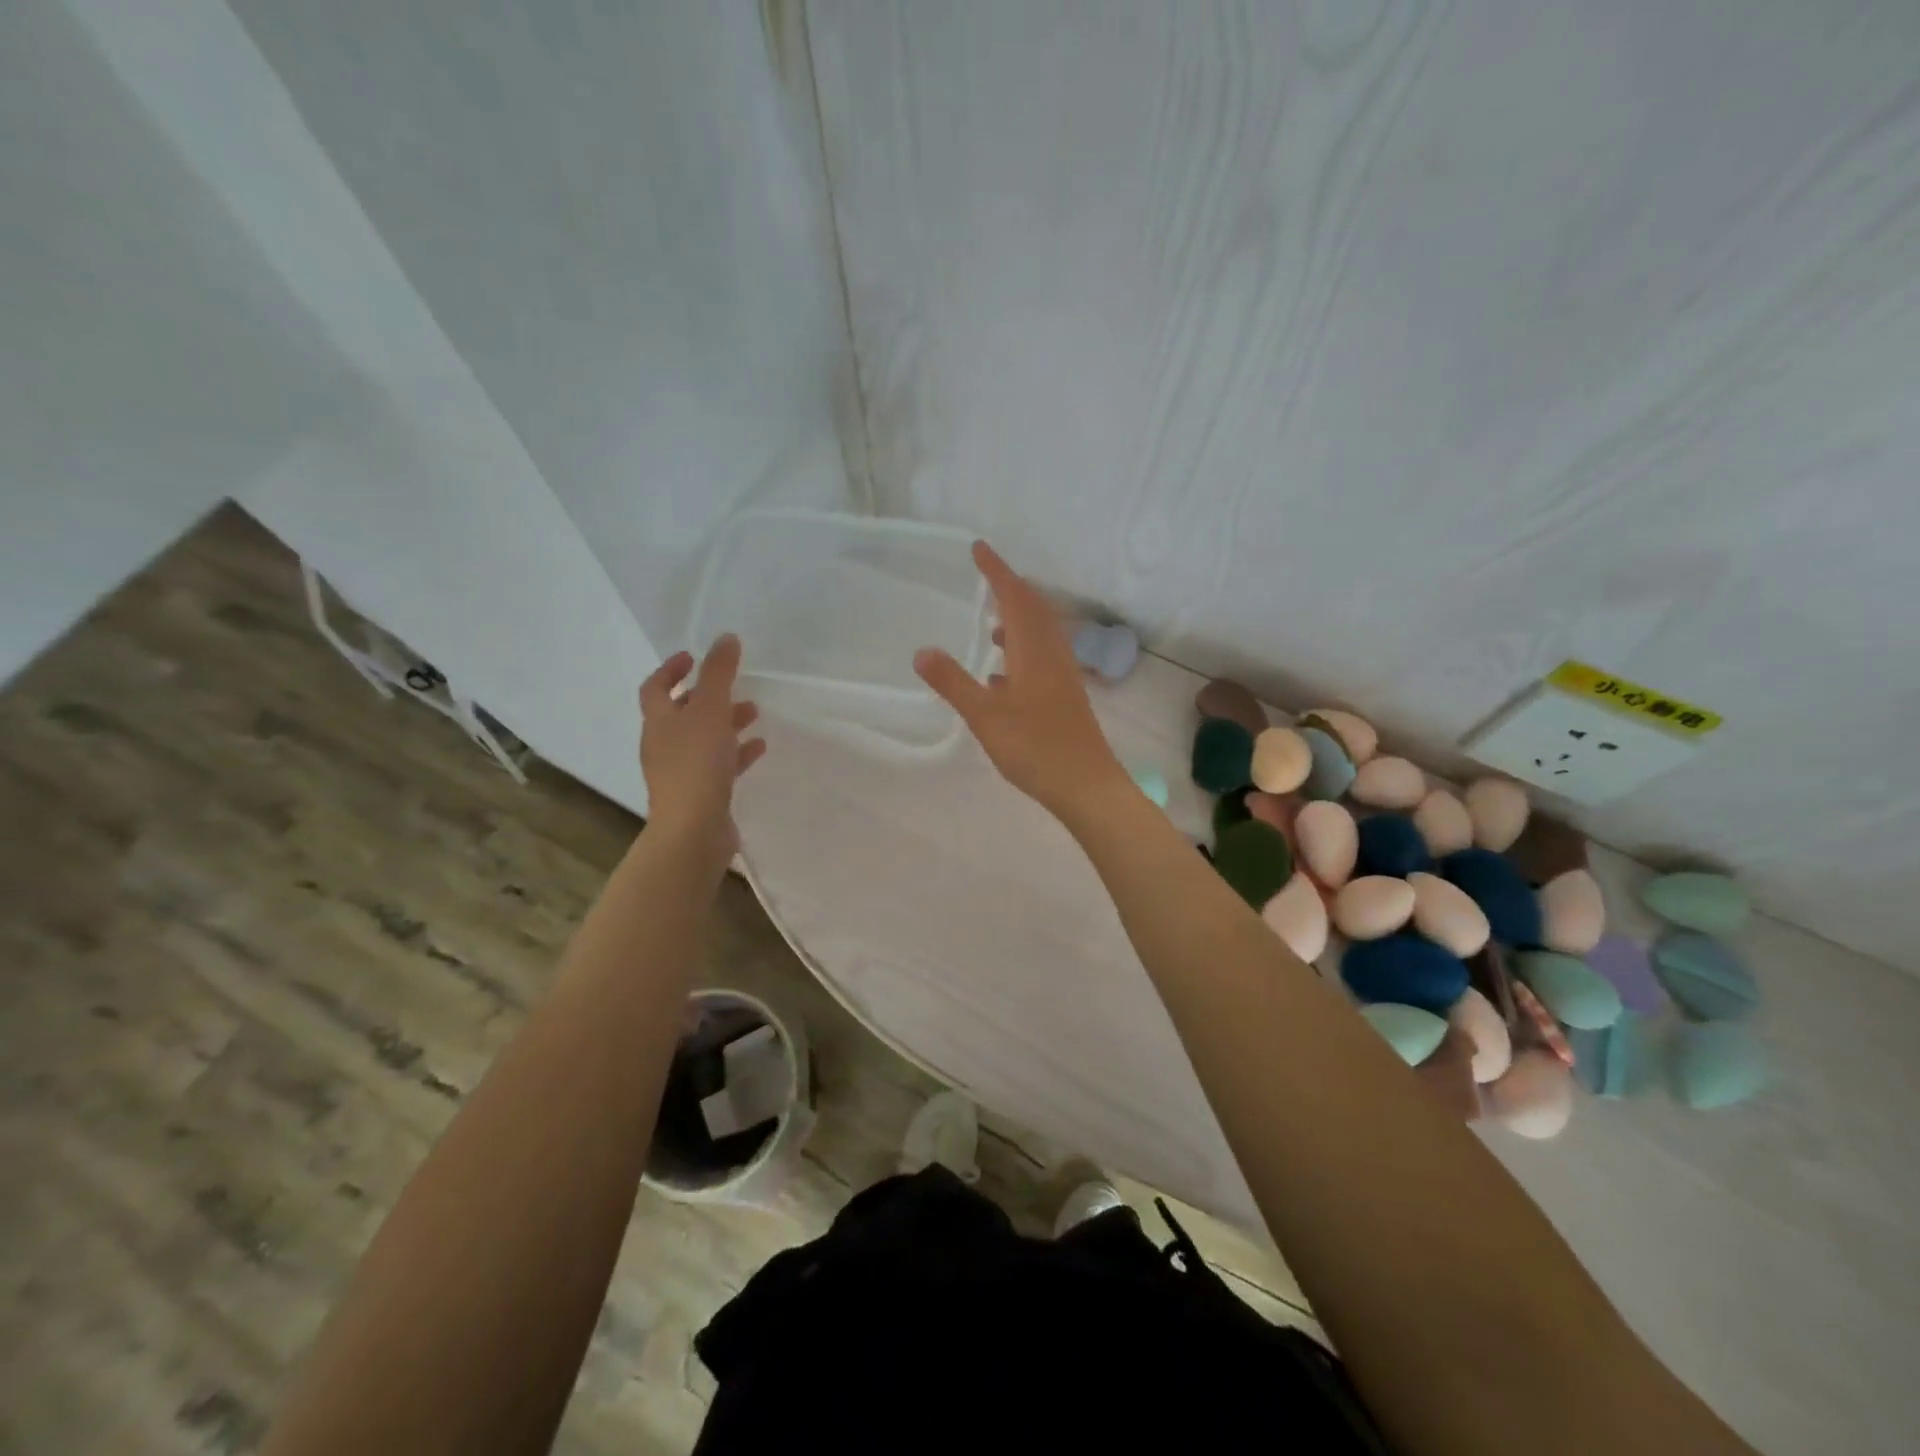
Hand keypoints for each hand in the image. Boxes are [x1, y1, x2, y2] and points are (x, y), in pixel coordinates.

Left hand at [639, 635, 765, 851]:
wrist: (693, 830)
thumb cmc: (697, 764)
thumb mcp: (711, 710)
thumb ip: (719, 673)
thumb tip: (725, 638)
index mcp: (659, 722)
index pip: (656, 688)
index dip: (671, 670)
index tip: (693, 657)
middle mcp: (664, 745)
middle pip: (682, 713)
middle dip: (708, 696)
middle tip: (733, 685)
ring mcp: (681, 772)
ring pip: (703, 738)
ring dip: (726, 723)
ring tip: (754, 713)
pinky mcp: (700, 794)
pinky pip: (718, 765)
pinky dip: (736, 753)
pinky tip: (758, 748)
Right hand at [914, 542, 1130, 820]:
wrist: (1087, 785)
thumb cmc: (1035, 748)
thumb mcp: (985, 716)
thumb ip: (953, 683)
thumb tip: (922, 651)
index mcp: (1034, 650)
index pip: (1014, 597)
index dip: (996, 571)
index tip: (978, 548)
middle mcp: (1053, 655)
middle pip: (1034, 609)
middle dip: (1009, 589)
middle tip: (986, 577)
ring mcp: (1063, 676)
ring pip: (1040, 634)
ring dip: (1018, 620)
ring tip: (991, 625)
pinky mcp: (1066, 696)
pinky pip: (1043, 658)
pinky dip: (1022, 651)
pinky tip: (1003, 675)